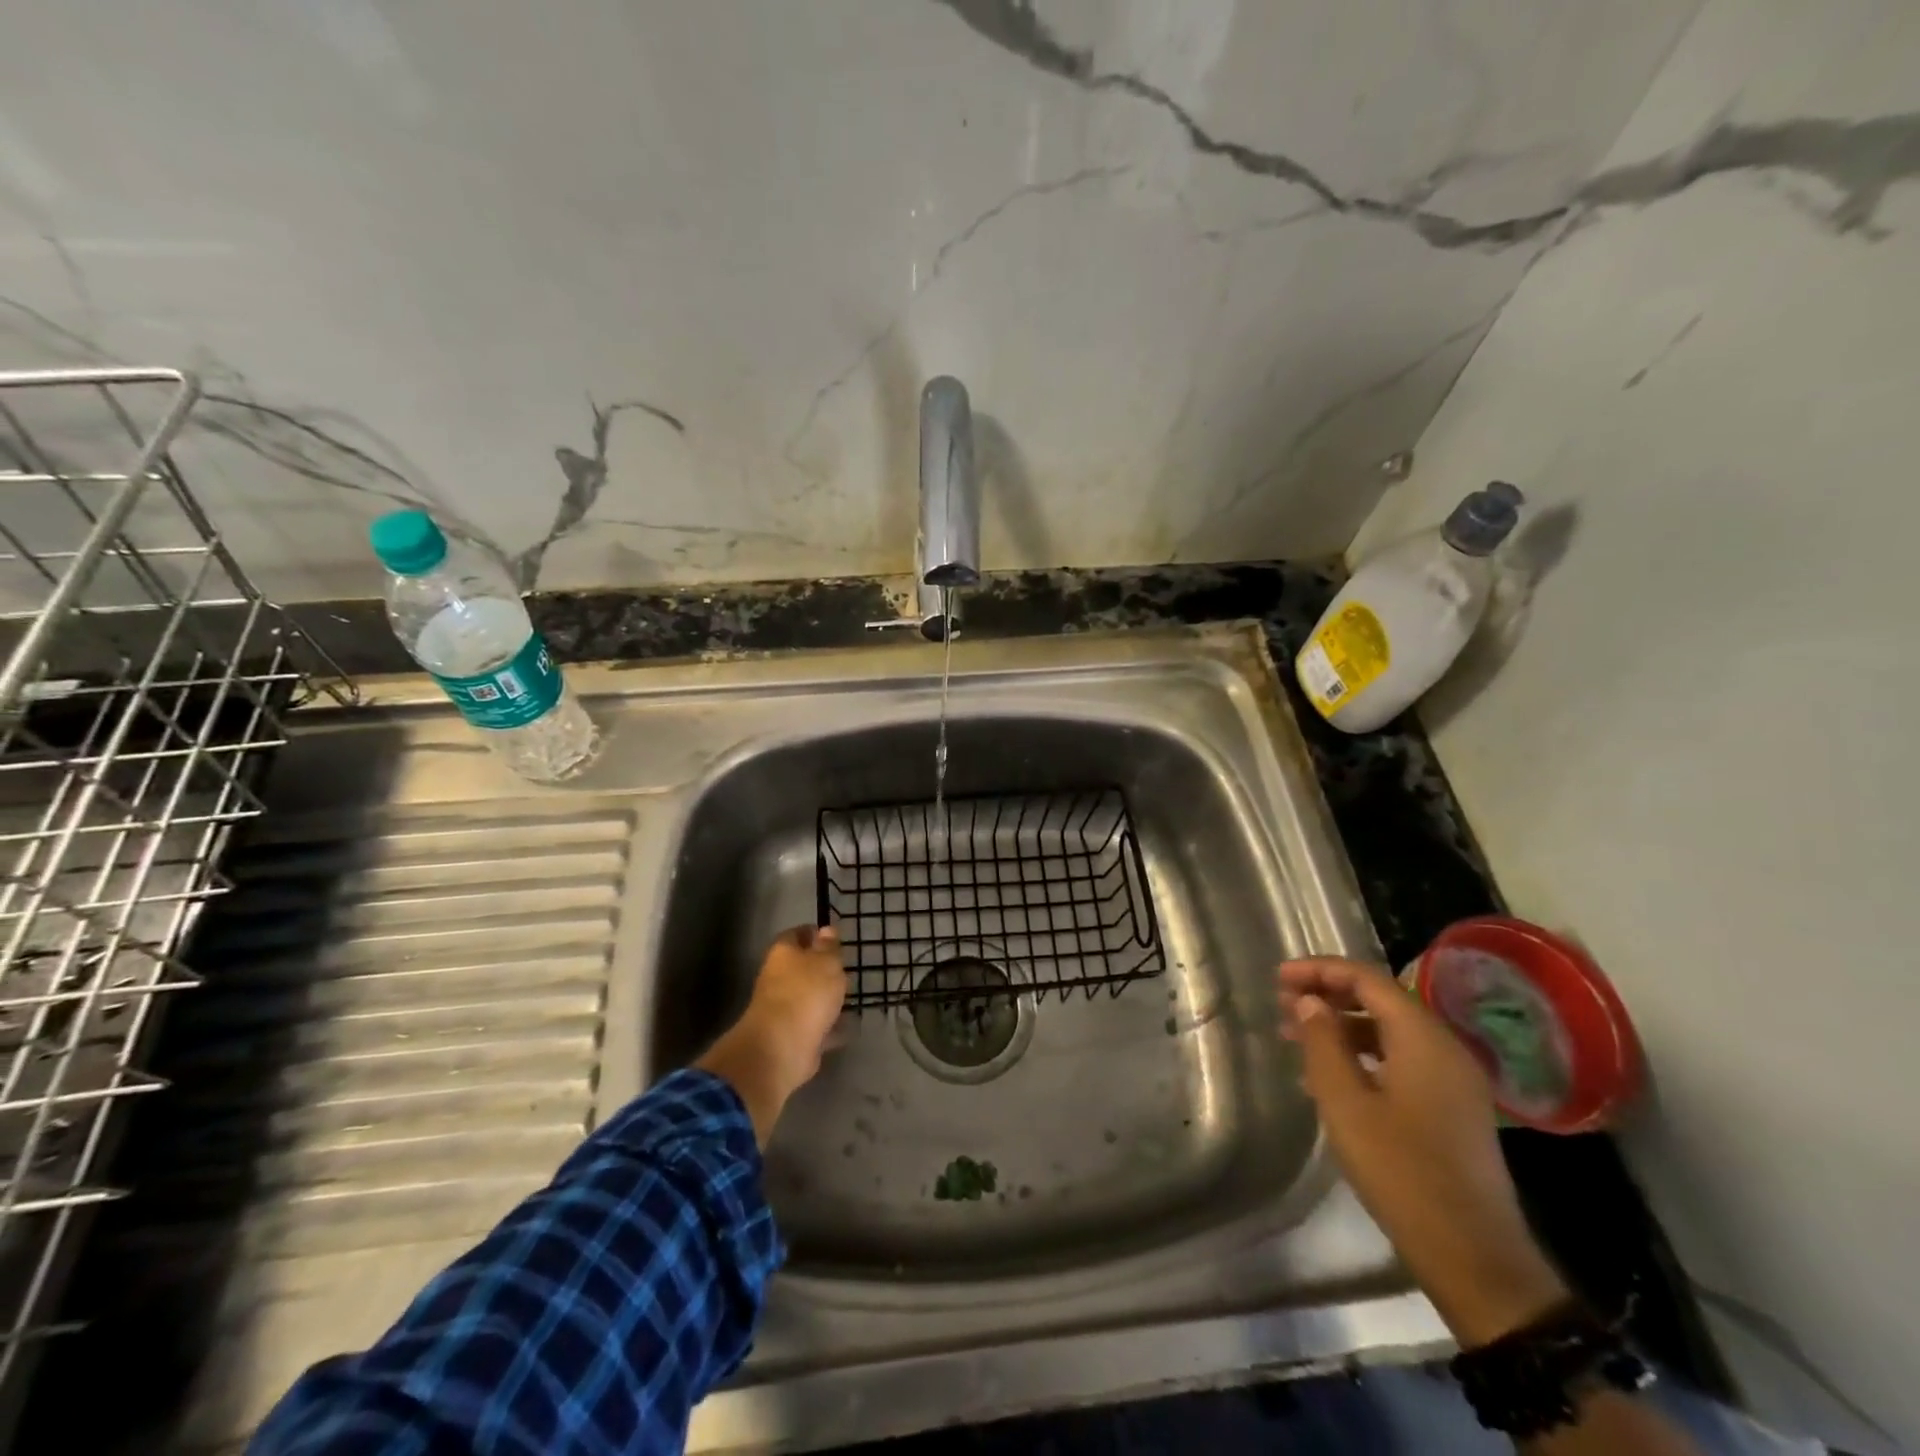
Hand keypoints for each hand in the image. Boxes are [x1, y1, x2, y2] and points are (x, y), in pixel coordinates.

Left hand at [696, 926, 846, 1145]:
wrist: (782, 1047)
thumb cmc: (806, 993)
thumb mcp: (826, 962)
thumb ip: (829, 947)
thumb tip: (826, 930)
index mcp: (783, 954)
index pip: (796, 934)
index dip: (814, 933)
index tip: (833, 936)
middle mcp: (779, 979)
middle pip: (802, 967)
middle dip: (822, 968)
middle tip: (845, 968)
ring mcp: (784, 1009)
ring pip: (809, 997)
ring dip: (826, 998)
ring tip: (850, 996)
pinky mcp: (793, 1035)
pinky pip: (816, 1025)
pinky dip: (831, 1025)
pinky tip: (850, 1025)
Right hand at [1280, 956, 1567, 1347]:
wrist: (1474, 1258)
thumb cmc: (1402, 1172)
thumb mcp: (1346, 1104)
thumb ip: (1324, 1043)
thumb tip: (1310, 1002)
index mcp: (1424, 1039)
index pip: (1368, 979)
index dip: (1321, 970)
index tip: (1279, 977)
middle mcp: (1445, 1048)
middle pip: (1381, 1000)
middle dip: (1329, 995)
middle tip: (1282, 1004)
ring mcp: (1453, 1080)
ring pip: (1390, 1031)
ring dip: (1342, 1026)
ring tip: (1296, 1037)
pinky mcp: (1452, 1108)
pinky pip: (1401, 1060)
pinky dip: (1362, 1055)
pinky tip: (1328, 1076)